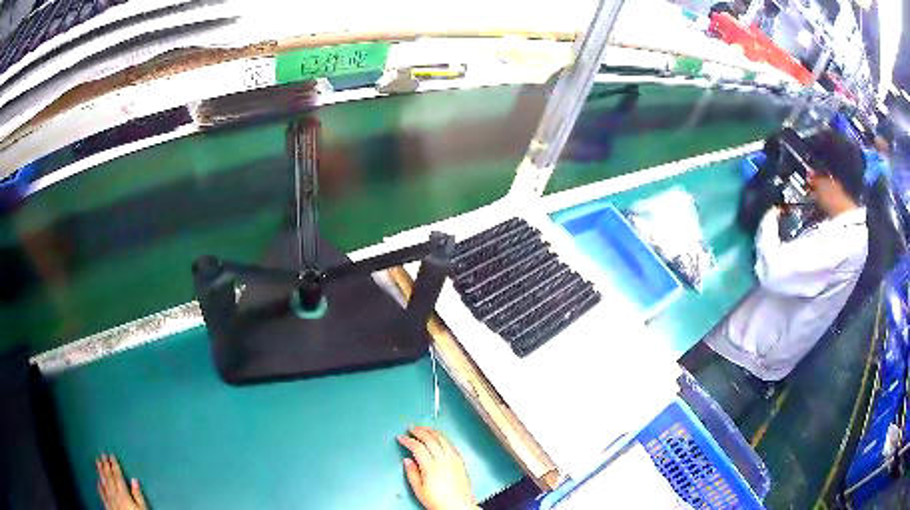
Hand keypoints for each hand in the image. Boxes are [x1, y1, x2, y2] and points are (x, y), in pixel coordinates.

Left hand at [96, 454, 146, 509]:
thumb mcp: (142, 508)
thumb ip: (138, 494)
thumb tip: (135, 480)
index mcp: (123, 494)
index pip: (117, 476)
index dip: (114, 465)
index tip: (111, 456)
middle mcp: (114, 494)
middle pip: (109, 477)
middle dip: (105, 465)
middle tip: (102, 454)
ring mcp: (109, 499)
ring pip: (104, 483)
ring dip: (101, 472)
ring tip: (98, 462)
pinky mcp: (107, 505)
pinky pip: (102, 494)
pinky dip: (100, 487)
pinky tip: (98, 482)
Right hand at [398, 427, 477, 509]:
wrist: (458, 506)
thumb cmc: (437, 500)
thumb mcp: (419, 490)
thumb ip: (412, 473)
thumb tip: (407, 460)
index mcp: (431, 467)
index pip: (418, 447)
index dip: (408, 440)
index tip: (400, 437)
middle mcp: (443, 460)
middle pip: (430, 440)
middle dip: (419, 431)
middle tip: (411, 427)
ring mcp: (454, 459)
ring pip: (442, 440)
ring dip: (432, 432)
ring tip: (424, 428)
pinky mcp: (461, 461)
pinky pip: (451, 445)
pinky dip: (443, 438)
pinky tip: (438, 437)